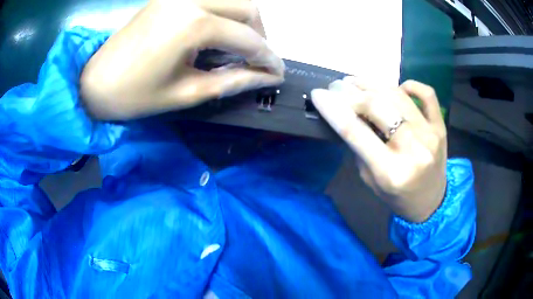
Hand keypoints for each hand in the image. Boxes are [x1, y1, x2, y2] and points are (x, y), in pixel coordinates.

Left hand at [81, 0, 283, 119]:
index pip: (247, 38)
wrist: (95, 82)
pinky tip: (218, 32)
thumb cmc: (135, 95)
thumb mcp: (186, 93)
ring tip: (239, 46)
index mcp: (193, 24)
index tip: (277, 73)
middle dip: (260, 34)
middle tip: (256, 59)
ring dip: (244, 21)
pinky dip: (224, 13)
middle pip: (247, 7)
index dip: (268, 58)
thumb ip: (232, 81)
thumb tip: (267, 78)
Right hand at [311, 78, 446, 222]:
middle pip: (377, 107)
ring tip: (356, 82)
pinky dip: (410, 85)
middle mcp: (413, 150)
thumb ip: (360, 147)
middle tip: (336, 86)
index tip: (318, 94)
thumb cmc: (397, 196)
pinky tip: (397, 88)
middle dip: (351, 93)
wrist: (430, 201)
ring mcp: (430, 135)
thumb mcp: (370, 179)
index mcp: (390, 172)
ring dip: (372, 84)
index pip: (355, 132)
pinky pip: (427, 94)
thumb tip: (347, 113)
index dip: (333, 109)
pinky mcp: (440, 126)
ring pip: (397, 95)